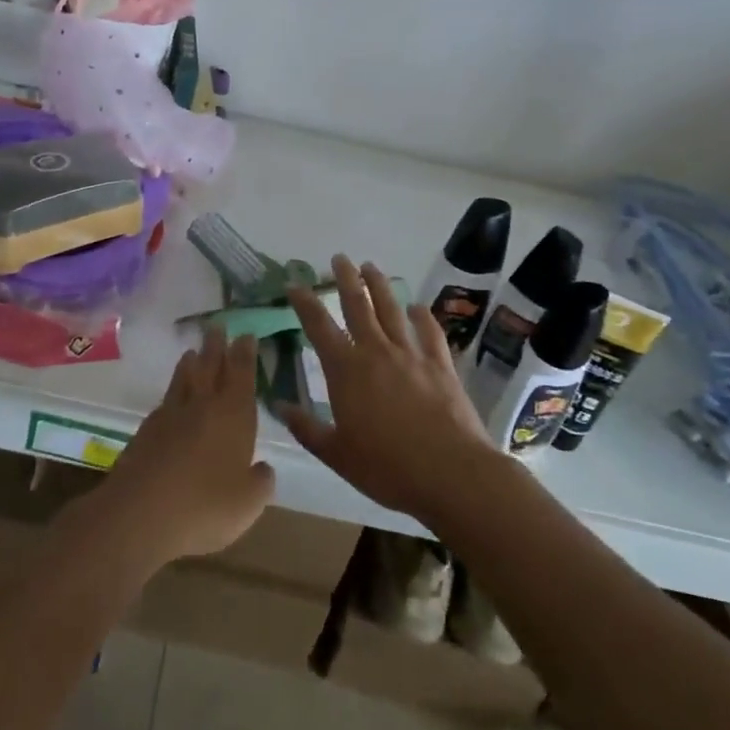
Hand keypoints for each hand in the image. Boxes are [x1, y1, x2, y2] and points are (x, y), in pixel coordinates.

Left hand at [90, 326, 275, 570]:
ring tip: (192, 352)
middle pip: (210, 367)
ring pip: (184, 380)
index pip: (242, 374)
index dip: (245, 353)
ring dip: (190, 363)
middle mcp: (203, 405)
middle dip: (216, 346)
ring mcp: (171, 416)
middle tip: (217, 326)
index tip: (246, 334)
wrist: (140, 513)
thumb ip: (260, 482)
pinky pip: (164, 402)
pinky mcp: (146, 431)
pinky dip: (171, 394)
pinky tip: (170, 399)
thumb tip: (263, 469)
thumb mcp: (248, 503)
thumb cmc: (205, 506)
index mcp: (233, 414)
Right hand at [285, 255, 499, 522]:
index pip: (319, 327)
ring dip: (379, 285)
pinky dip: (422, 316)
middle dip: (346, 279)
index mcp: (346, 371)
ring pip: (391, 310)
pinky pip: (429, 332)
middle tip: (339, 257)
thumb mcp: (337, 455)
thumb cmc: (387, 468)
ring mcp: (411, 354)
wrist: (451, 473)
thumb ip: (307, 428)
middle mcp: (376, 352)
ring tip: (371, 266)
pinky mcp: (440, 364)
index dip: (305, 303)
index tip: (294, 284)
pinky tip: (417, 307)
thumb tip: (278, 405)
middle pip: (358, 306)